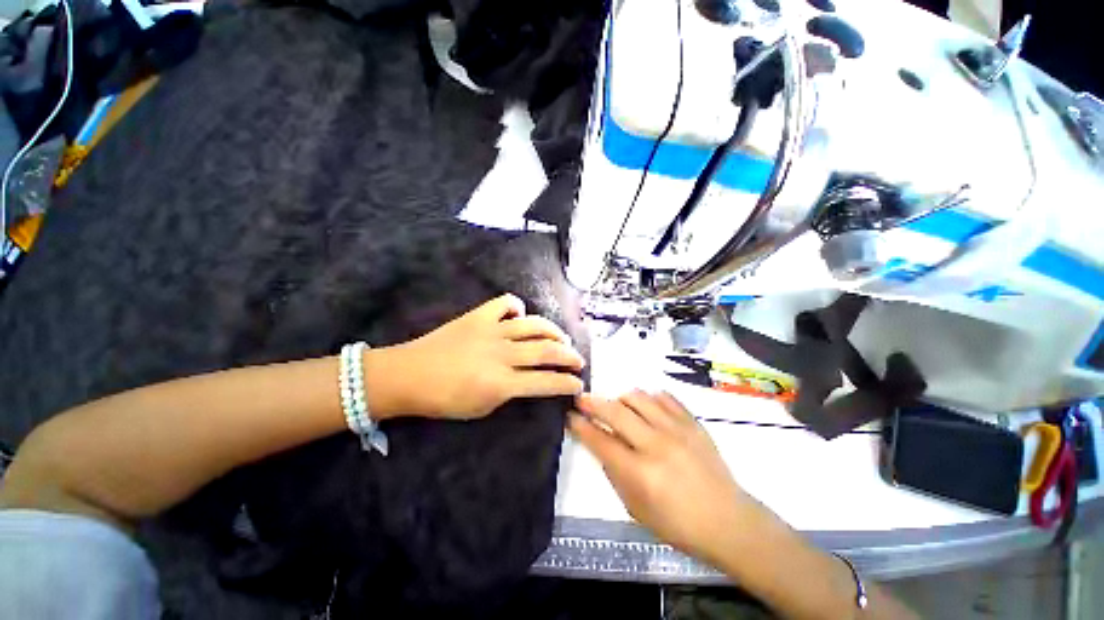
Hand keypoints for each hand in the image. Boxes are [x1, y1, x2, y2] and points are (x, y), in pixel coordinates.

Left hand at [367, 294, 585, 419]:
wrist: (408, 375)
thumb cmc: (443, 400)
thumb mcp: (482, 409)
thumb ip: (510, 393)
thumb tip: (528, 380)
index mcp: (502, 383)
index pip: (546, 382)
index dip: (567, 384)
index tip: (578, 385)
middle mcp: (502, 354)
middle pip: (547, 351)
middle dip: (569, 356)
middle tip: (578, 360)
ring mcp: (491, 330)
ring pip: (534, 325)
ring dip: (554, 332)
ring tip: (562, 338)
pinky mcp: (479, 316)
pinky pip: (505, 303)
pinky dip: (517, 307)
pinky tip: (520, 315)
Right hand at [570, 391, 757, 564]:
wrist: (728, 522)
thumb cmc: (678, 524)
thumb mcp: (635, 509)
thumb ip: (615, 474)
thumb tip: (602, 444)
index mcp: (640, 473)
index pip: (600, 440)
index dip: (580, 426)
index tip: (569, 415)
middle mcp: (656, 445)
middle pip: (616, 411)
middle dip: (593, 402)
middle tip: (582, 398)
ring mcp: (677, 430)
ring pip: (639, 397)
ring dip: (621, 399)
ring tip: (618, 407)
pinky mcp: (693, 423)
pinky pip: (664, 397)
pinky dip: (649, 398)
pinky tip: (646, 407)